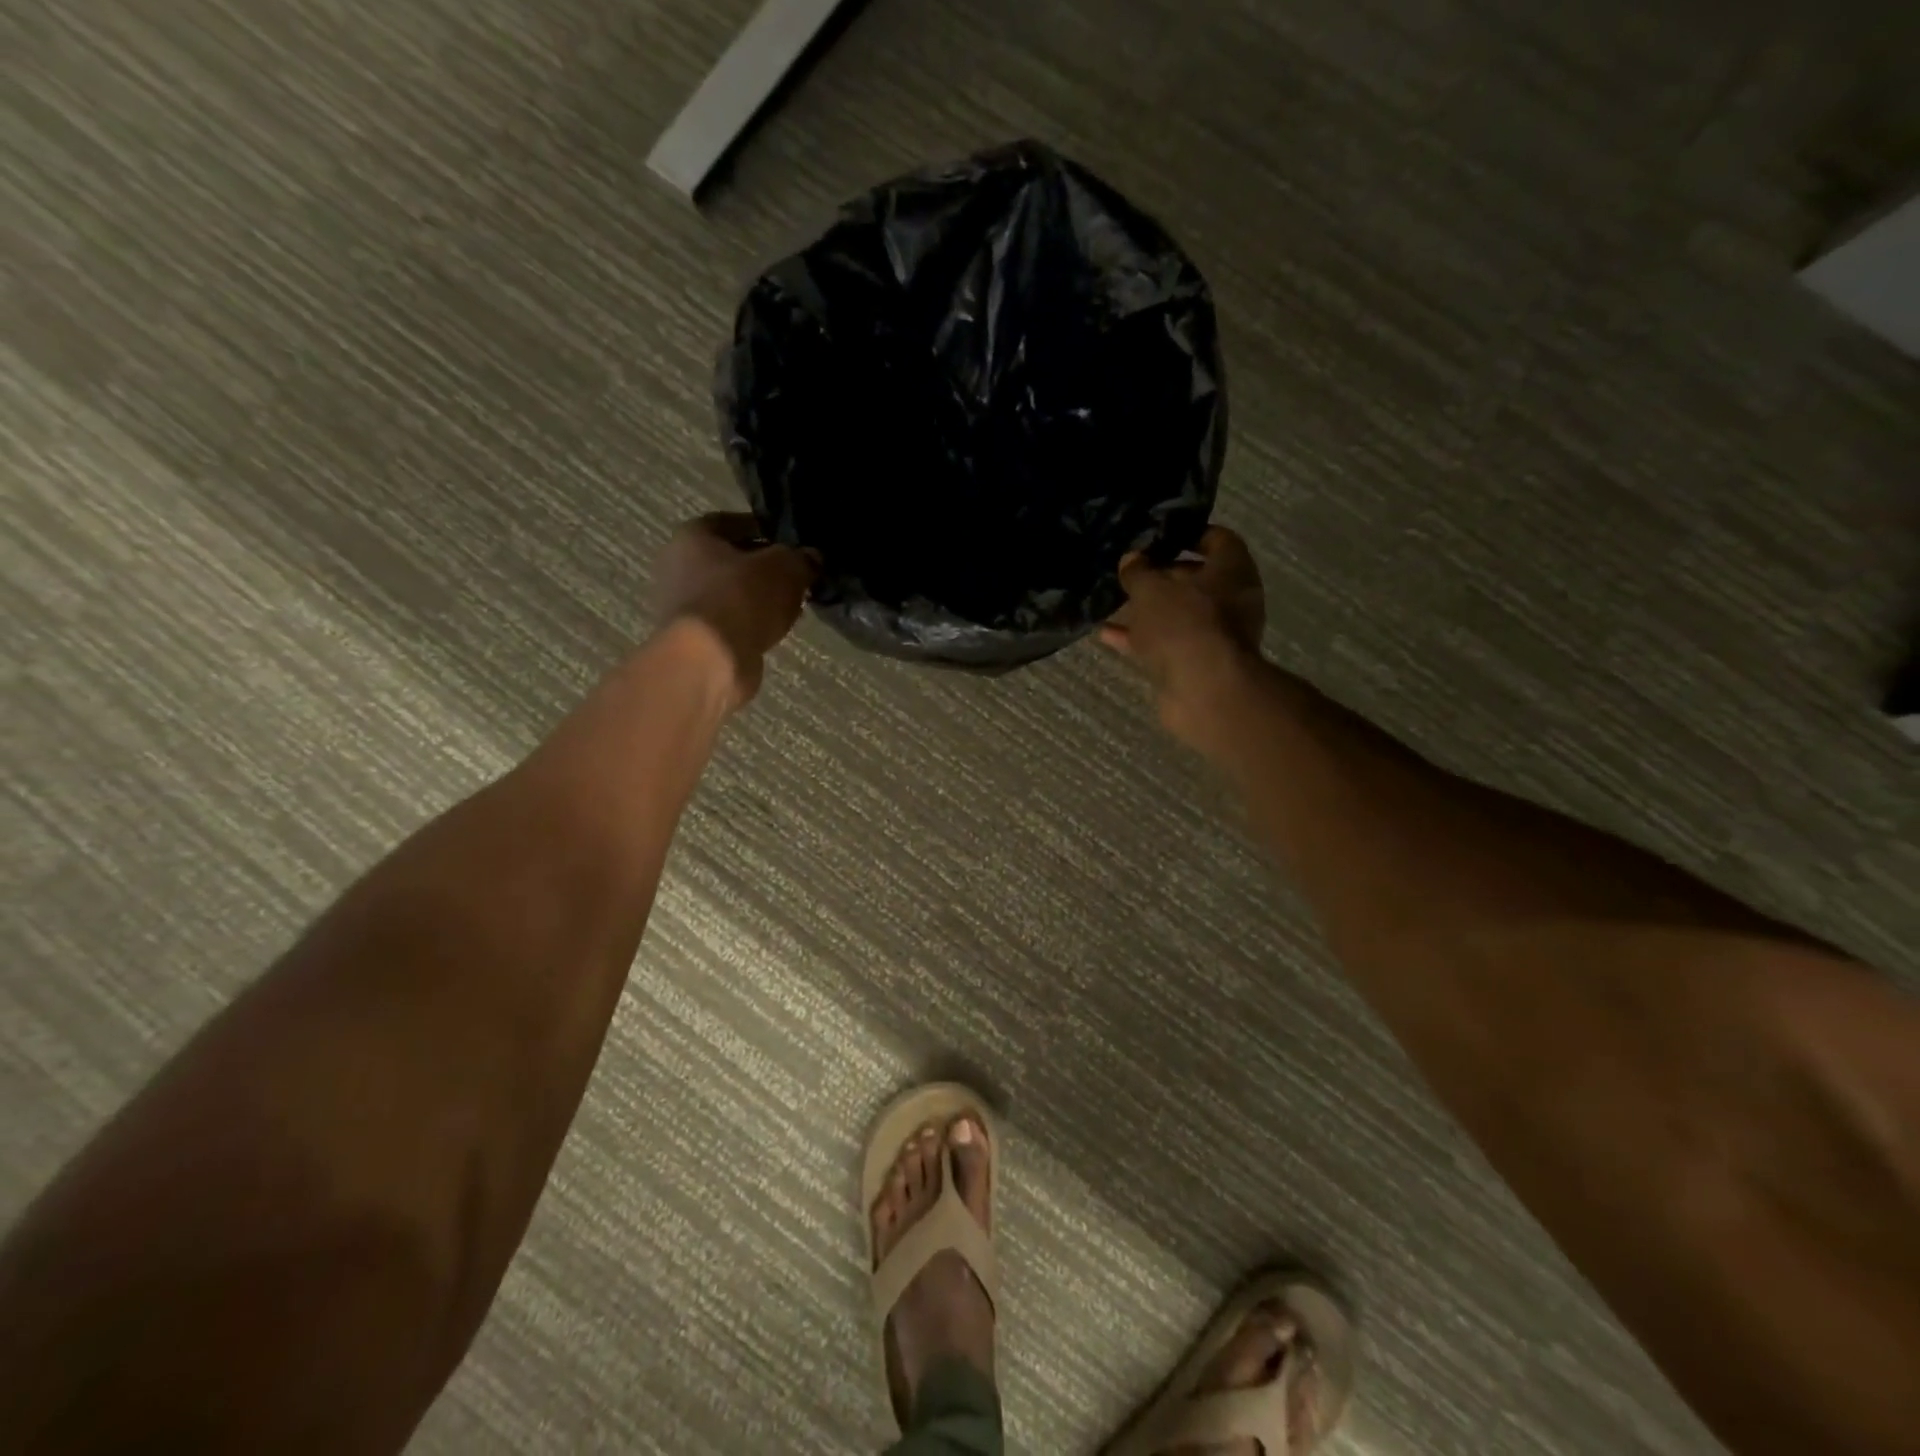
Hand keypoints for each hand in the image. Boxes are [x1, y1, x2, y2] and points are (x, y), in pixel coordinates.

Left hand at [653, 513, 817, 709]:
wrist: (710, 660)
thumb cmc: (741, 599)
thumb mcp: (785, 568)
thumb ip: (801, 558)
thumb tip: (811, 558)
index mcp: (693, 536)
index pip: (733, 522)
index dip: (765, 531)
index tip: (792, 545)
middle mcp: (679, 566)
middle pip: (732, 561)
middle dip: (765, 569)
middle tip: (797, 578)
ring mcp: (685, 606)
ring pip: (733, 594)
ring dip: (760, 599)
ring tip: (792, 606)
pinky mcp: (696, 638)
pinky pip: (732, 621)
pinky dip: (752, 624)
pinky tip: (775, 630)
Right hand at [1101, 526, 1265, 745]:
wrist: (1204, 691)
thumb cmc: (1184, 624)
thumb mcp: (1151, 589)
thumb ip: (1138, 571)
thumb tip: (1132, 558)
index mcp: (1232, 570)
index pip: (1217, 538)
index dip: (1187, 534)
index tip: (1157, 535)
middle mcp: (1232, 600)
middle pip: (1196, 579)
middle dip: (1162, 575)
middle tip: (1130, 570)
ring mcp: (1216, 635)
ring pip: (1178, 614)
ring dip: (1148, 610)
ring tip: (1113, 601)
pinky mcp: (1198, 664)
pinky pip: (1166, 643)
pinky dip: (1141, 638)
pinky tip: (1108, 635)